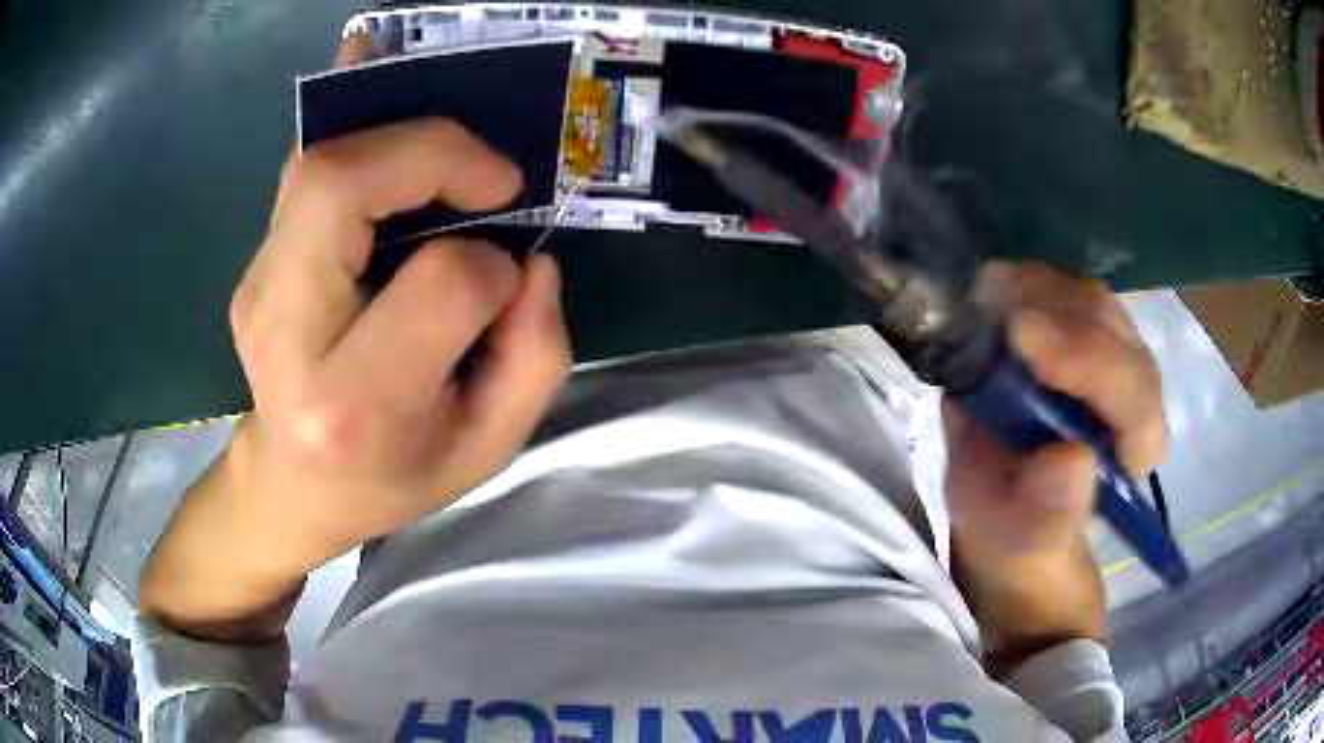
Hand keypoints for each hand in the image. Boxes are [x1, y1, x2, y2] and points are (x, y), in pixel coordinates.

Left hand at [140, 35, 570, 641]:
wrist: (293, 487)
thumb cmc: (391, 477)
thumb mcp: (486, 448)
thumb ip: (534, 356)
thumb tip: (529, 260)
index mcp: (354, 401)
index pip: (439, 285)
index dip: (490, 268)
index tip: (503, 280)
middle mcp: (288, 334)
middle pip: (340, 186)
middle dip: (430, 151)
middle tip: (487, 176)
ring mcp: (258, 289)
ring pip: (317, 165)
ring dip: (395, 136)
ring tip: (450, 154)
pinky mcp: (256, 264)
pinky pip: (304, 172)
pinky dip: (348, 126)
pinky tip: (377, 87)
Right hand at [944, 262, 1166, 675]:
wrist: (1006, 507)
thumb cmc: (1019, 532)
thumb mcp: (1025, 541)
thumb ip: (1051, 514)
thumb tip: (1070, 459)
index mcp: (1136, 445)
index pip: (1135, 394)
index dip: (1090, 363)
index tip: (1024, 339)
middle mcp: (1132, 386)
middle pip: (1111, 328)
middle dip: (1054, 313)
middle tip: (991, 308)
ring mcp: (1106, 347)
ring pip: (1084, 298)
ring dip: (1032, 291)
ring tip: (980, 305)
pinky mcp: (1075, 327)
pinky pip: (1055, 288)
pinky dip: (1017, 283)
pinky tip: (985, 298)